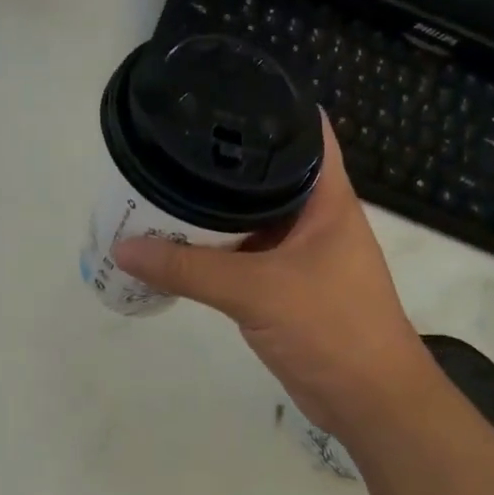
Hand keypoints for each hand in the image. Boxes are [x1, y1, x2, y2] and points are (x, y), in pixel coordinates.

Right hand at [112, 118, 442, 442]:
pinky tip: (176, 243)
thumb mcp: (257, 291)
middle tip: (170, 144)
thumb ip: (190, 268)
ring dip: (213, 211)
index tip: (220, 93)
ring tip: (160, 187)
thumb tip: (124, 246)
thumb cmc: (331, 328)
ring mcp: (300, 252)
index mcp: (327, 197)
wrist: (369, 401)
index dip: (269, 106)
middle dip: (222, 162)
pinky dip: (215, 251)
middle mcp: (314, 216)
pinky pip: (244, 257)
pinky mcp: (285, 285)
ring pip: (251, 219)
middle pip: (267, 174)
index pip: (304, 132)